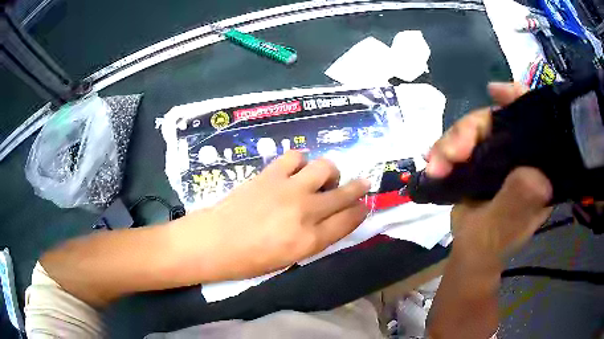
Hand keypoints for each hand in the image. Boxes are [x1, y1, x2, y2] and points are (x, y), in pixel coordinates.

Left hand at [173, 151, 370, 281]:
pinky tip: (295, 170)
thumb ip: (315, 239)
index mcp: (310, 241)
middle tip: (362, 183)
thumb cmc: (249, 260)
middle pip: (345, 194)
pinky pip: (295, 157)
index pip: (349, 220)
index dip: (361, 211)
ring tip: (322, 178)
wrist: (214, 242)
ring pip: (325, 167)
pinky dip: (301, 162)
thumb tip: (332, 220)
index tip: (364, 206)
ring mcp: (288, 189)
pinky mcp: (270, 174)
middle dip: (358, 188)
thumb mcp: (289, 260)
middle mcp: (305, 212)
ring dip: (329, 172)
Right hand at [426, 83, 552, 268]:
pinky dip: (445, 149)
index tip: (495, 92)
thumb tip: (534, 174)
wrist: (470, 253)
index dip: (518, 99)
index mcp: (537, 166)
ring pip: (475, 130)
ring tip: (435, 166)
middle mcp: (520, 154)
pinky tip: (434, 163)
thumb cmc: (491, 245)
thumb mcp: (504, 228)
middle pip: (496, 121)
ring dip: (450, 143)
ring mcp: (499, 155)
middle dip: (469, 130)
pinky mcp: (480, 158)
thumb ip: (518, 202)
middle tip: (449, 154)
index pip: (534, 121)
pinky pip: (462, 141)